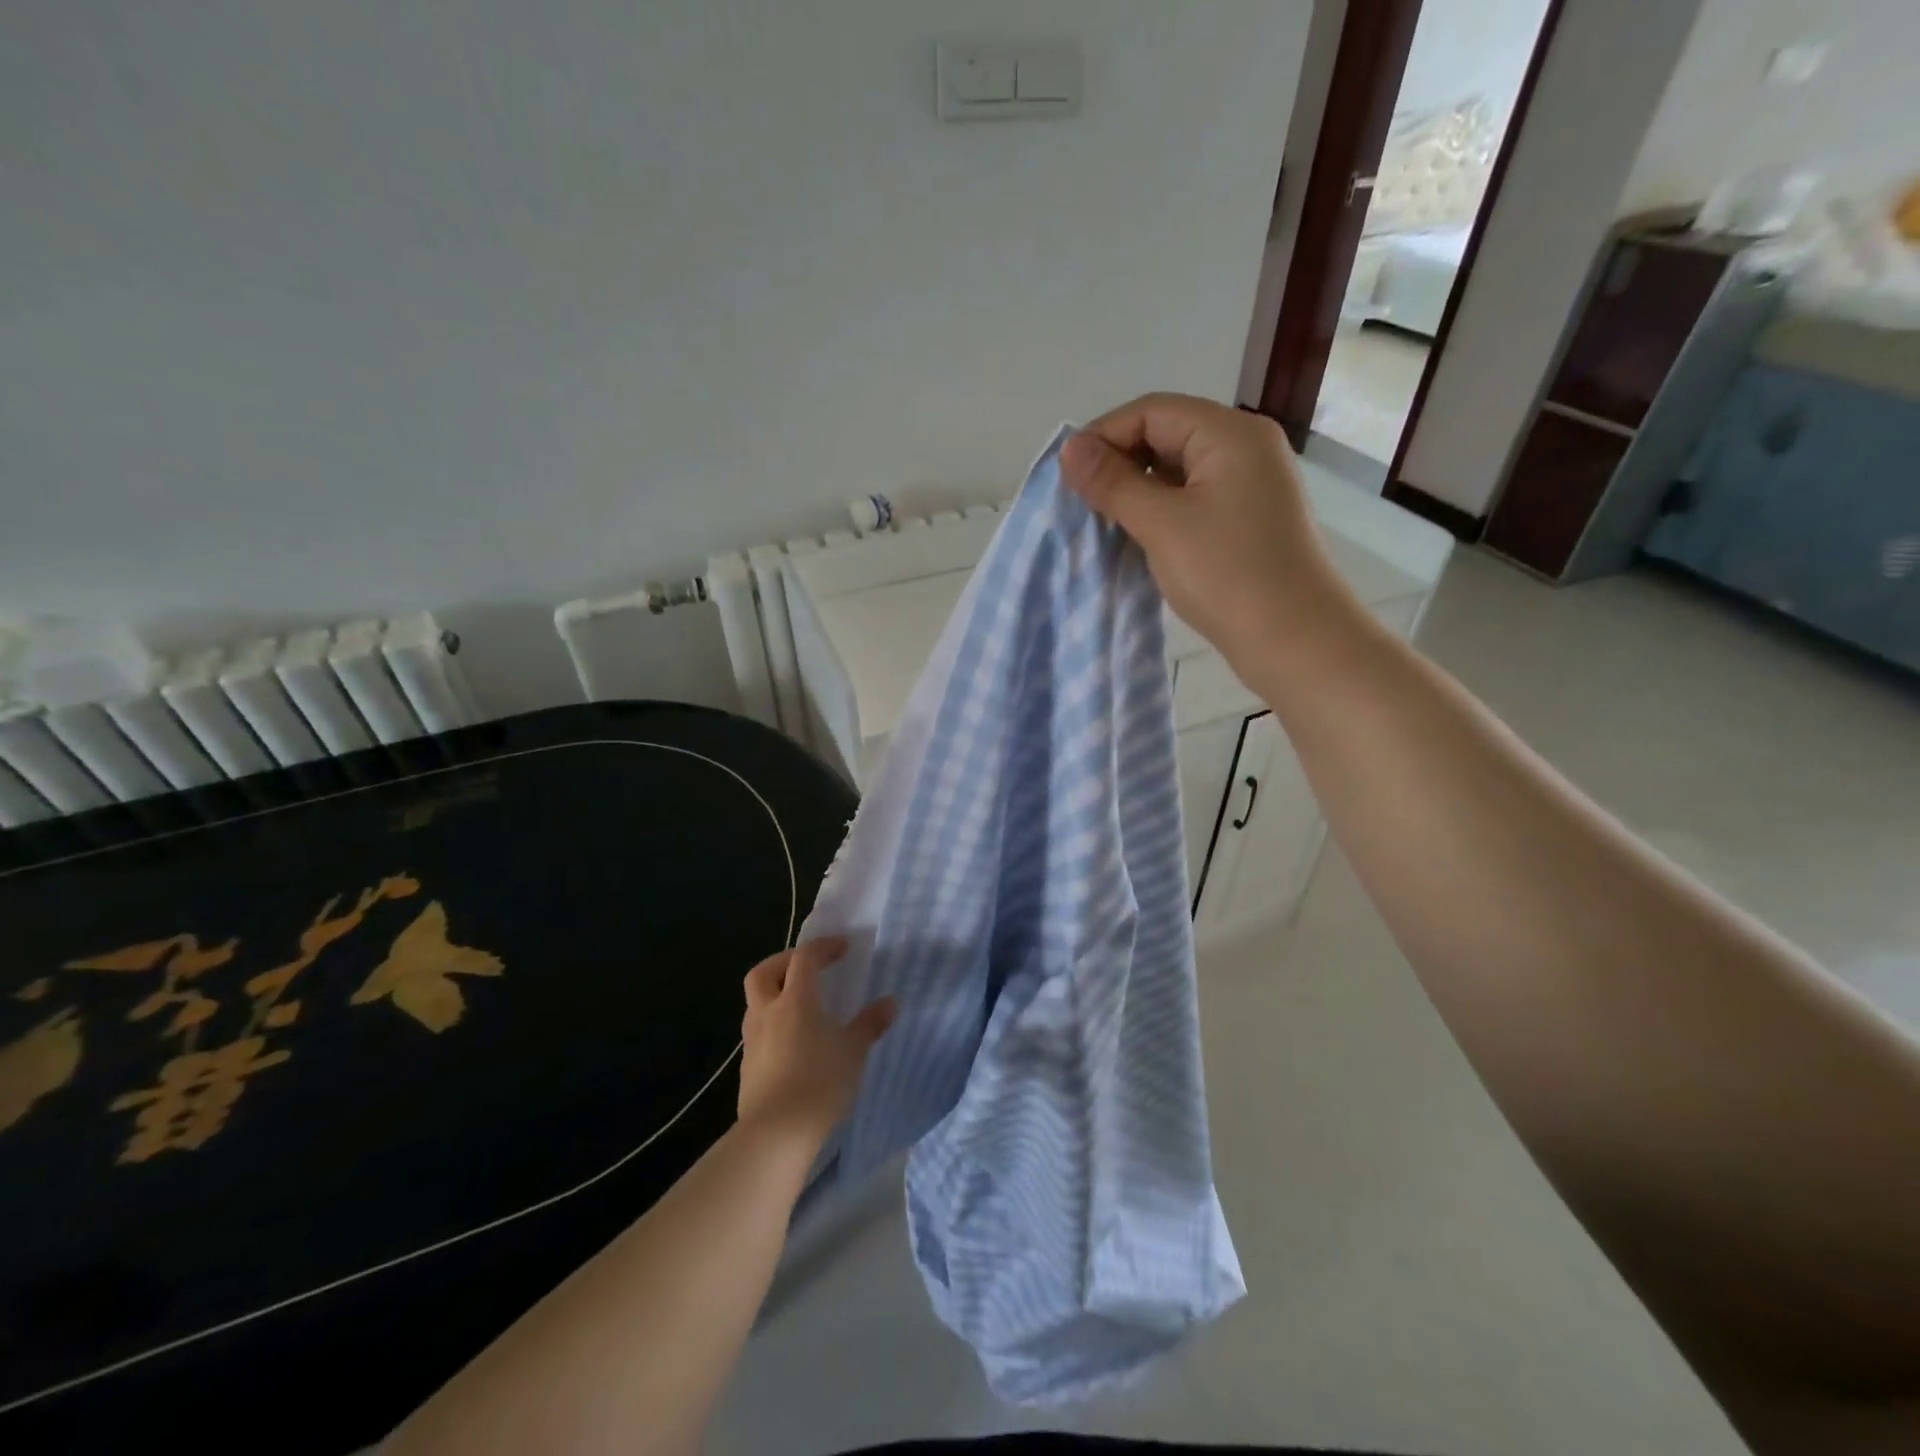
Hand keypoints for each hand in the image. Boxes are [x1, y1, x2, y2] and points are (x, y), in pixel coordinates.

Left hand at [738, 938, 894, 1148]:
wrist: (775, 1134)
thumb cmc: (820, 1082)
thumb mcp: (854, 1051)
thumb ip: (870, 1024)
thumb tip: (889, 1002)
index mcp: (795, 1000)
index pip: (804, 958)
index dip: (823, 947)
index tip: (842, 947)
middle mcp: (768, 1012)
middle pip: (764, 972)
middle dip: (784, 961)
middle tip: (808, 967)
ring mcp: (753, 1040)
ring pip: (756, 1002)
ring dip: (775, 993)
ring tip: (801, 1005)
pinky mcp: (747, 1066)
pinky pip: (758, 1031)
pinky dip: (773, 1024)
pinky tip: (793, 1042)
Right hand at [1060, 393, 1360, 676]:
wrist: (1295, 641)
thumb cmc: (1228, 575)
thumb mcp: (1162, 525)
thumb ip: (1113, 483)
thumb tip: (1069, 448)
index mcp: (1231, 434)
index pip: (1153, 411)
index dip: (1104, 435)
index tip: (1067, 476)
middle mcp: (1245, 448)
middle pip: (1167, 435)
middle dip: (1120, 463)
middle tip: (1082, 502)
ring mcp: (1250, 486)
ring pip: (1178, 471)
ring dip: (1137, 490)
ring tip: (1103, 522)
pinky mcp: (1247, 520)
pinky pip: (1193, 500)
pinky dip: (1160, 511)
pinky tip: (1137, 537)